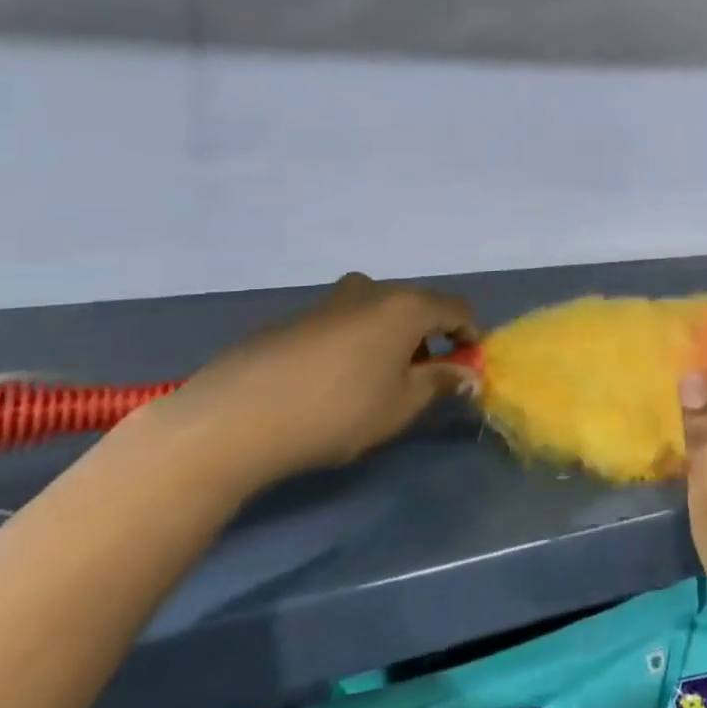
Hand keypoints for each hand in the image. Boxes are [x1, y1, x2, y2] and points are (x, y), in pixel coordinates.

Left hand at [146, 272, 476, 492]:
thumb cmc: (338, 410)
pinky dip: (359, 344)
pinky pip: (346, 323)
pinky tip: (337, 383)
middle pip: (417, 307)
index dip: (470, 335)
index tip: (469, 367)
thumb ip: (440, 382)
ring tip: (380, 384)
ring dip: (393, 341)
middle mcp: (371, 291)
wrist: (236, 416)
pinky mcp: (296, 318)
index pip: (457, 308)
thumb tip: (468, 373)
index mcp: (405, 305)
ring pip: (379, 313)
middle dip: (430, 339)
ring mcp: (330, 301)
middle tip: (426, 379)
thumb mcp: (401, 404)